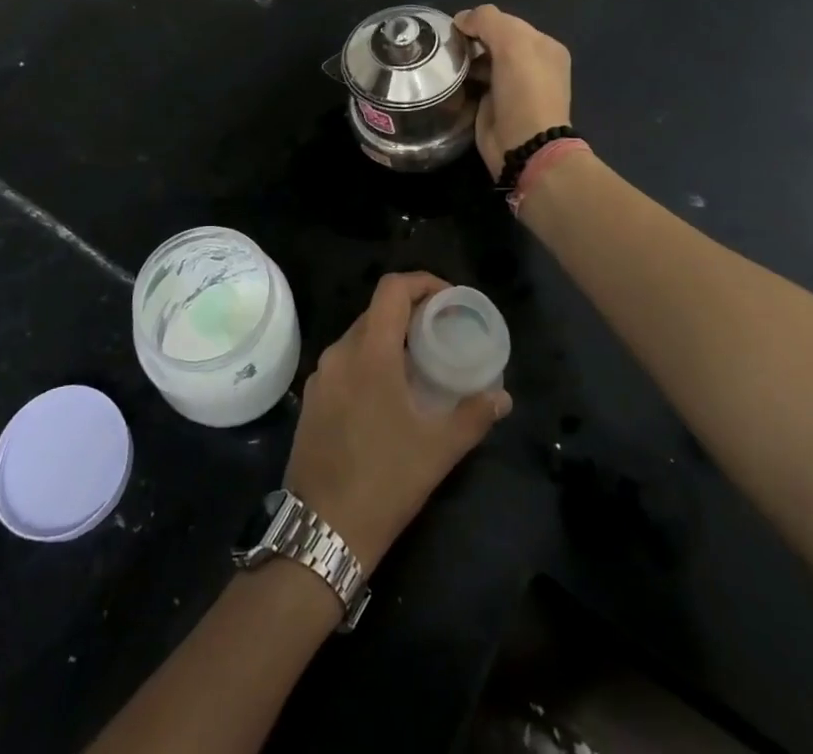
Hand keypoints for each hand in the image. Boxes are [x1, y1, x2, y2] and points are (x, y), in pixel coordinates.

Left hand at [284, 273, 511, 570]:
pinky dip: (368, 361)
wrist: (321, 531)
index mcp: (369, 352)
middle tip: (441, 332)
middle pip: (375, 311)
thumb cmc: (384, 481)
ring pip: (358, 337)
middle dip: (409, 312)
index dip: (422, 282)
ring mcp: (320, 376)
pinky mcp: (311, 399)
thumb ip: (473, 415)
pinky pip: (344, 362)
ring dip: (388, 338)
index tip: (449, 299)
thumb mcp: (438, 449)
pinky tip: (387, 392)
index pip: (392, 289)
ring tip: (418, 362)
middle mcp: (339, 353)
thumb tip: (502, 397)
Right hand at [453, 5, 572, 179]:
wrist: (524, 144)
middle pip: (492, 41)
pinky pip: (473, 83)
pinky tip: (447, 80)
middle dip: (471, 40)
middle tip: (448, 47)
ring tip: (444, 63)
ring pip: (481, 62)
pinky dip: (461, 80)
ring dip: (463, 60)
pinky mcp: (493, 105)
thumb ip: (488, 20)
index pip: (506, 21)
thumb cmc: (524, 90)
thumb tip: (461, 19)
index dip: (482, 21)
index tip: (457, 29)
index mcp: (543, 46)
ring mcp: (512, 86)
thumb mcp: (512, 43)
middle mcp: (531, 64)